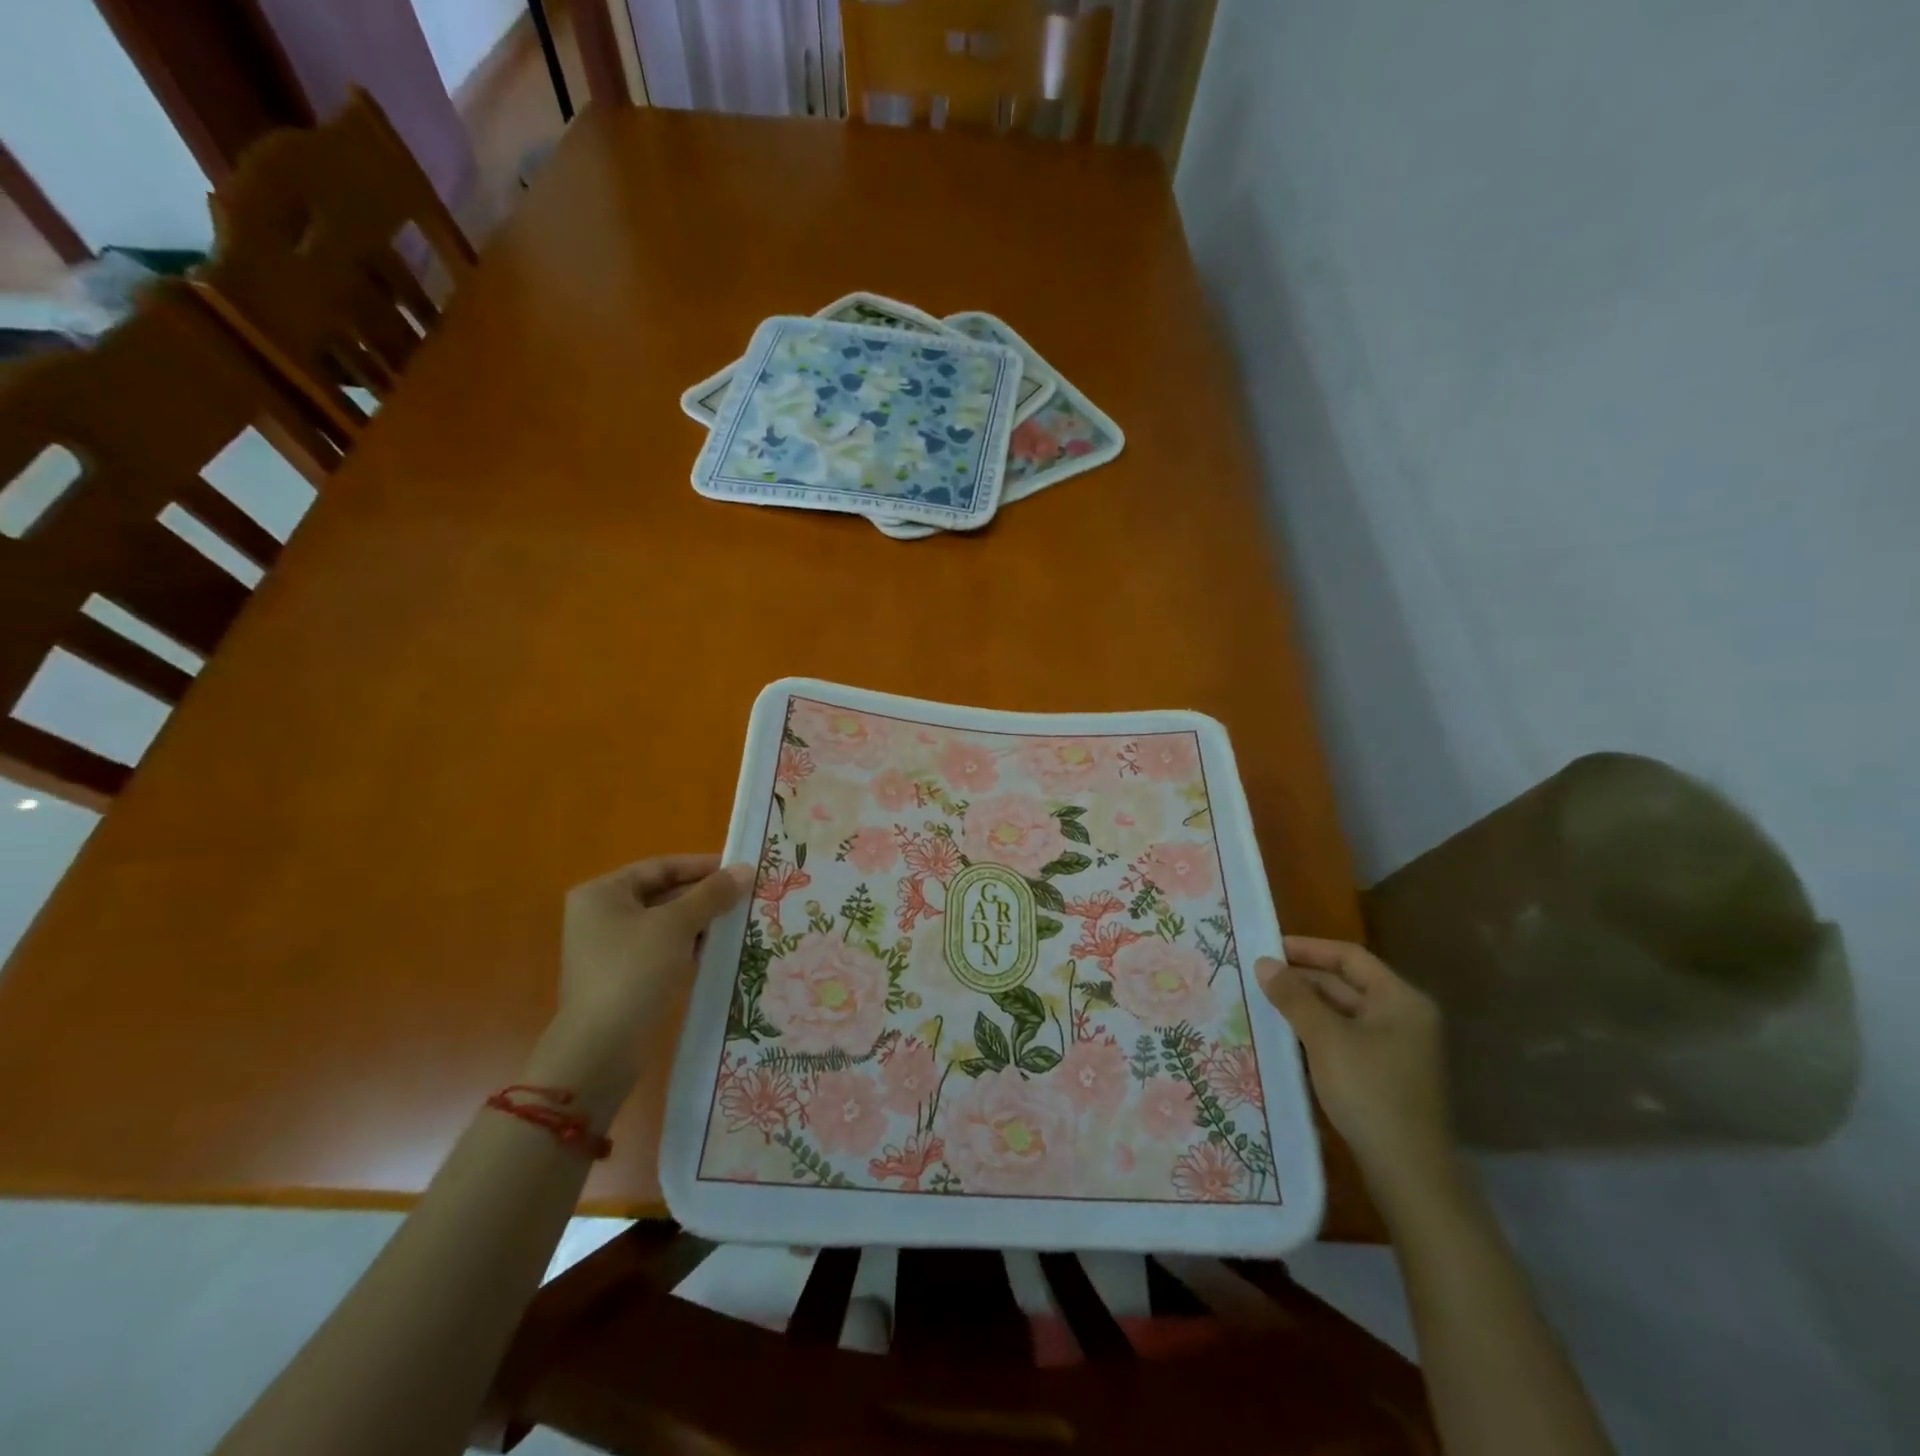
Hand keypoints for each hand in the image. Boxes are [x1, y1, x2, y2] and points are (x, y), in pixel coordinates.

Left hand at [533, 855, 752, 1118]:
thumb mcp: (676, 925)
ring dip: (702, 922)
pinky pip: (664, 950)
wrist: (600, 1049)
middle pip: (663, 894)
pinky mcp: (624, 977)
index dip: (702, 866)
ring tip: (742, 920)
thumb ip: (712, 894)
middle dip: (705, 896)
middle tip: (747, 895)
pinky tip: (721, 949)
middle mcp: (602, 915)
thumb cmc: (633, 972)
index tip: (740, 870)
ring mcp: (611, 949)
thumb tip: (746, 869)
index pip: (661, 867)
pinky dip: (690, 946)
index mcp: (603, 893)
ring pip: (667, 923)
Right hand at [1258, 936, 1458, 1213]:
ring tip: (1261, 1004)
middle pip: (1346, 985)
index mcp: (1400, 1000)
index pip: (1350, 957)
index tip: (1267, 948)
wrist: (1410, 1174)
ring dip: (1304, 1008)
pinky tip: (1283, 1038)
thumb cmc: (1370, 1092)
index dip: (1308, 948)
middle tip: (1255, 977)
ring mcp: (1396, 1049)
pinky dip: (1315, 1034)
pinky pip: (1344, 1040)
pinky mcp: (1384, 1076)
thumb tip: (1263, 962)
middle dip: (1301, 980)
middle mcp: (1403, 1018)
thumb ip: (1293, 996)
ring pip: (1342, 1014)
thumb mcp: (1325, 1038)